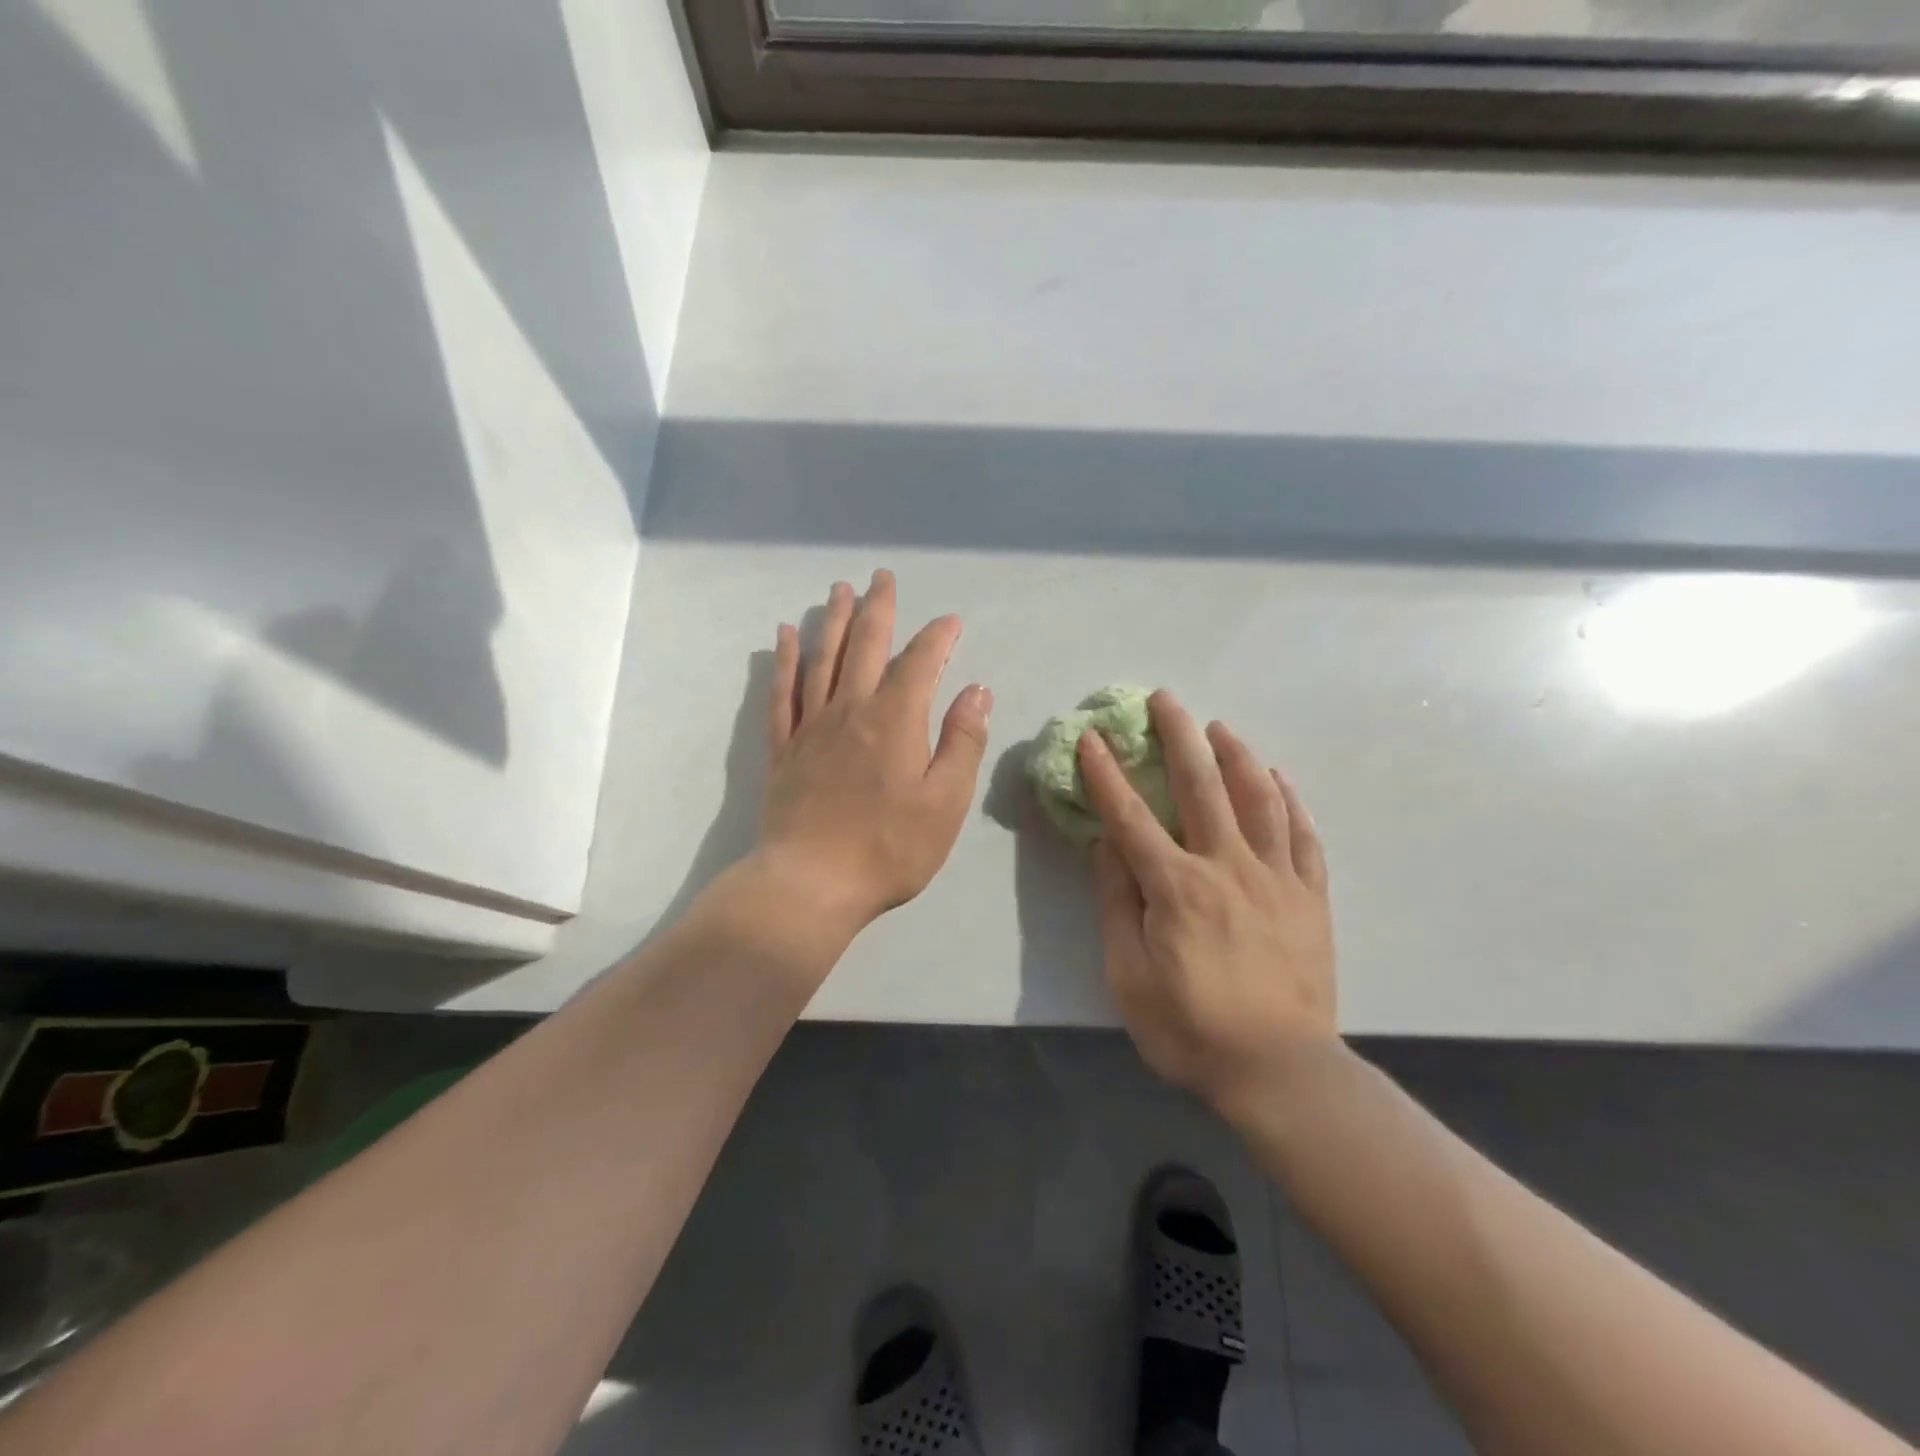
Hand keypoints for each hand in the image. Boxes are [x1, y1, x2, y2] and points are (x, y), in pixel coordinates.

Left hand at [757, 570, 991, 934]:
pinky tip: (785, 636)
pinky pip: (782, 691)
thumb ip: (962, 742)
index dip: (938, 637)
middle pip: (865, 645)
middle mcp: (851, 709)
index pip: (920, 662)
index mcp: (895, 720)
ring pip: (822, 657)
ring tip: (839, 590)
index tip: (951, 622)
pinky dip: (785, 659)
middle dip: (878, 608)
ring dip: (833, 620)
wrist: (810, 884)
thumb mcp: (945, 802)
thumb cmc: (889, 848)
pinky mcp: (784, 748)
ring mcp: (812, 726)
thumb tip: (977, 690)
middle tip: (882, 576)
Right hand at [1079, 691, 1335, 1118]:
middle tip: (1165, 699)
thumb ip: (1117, 902)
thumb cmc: (1190, 1028)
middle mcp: (1227, 866)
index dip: (1107, 773)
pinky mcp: (1310, 897)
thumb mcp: (1128, 974)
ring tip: (1220, 727)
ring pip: (1258, 799)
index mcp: (1176, 886)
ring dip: (1237, 755)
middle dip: (1178, 737)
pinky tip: (1278, 779)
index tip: (1092, 737)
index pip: (1131, 816)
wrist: (1280, 1072)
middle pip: (1201, 786)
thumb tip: (1105, 844)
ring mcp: (1276, 878)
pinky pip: (1303, 837)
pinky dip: (1289, 802)